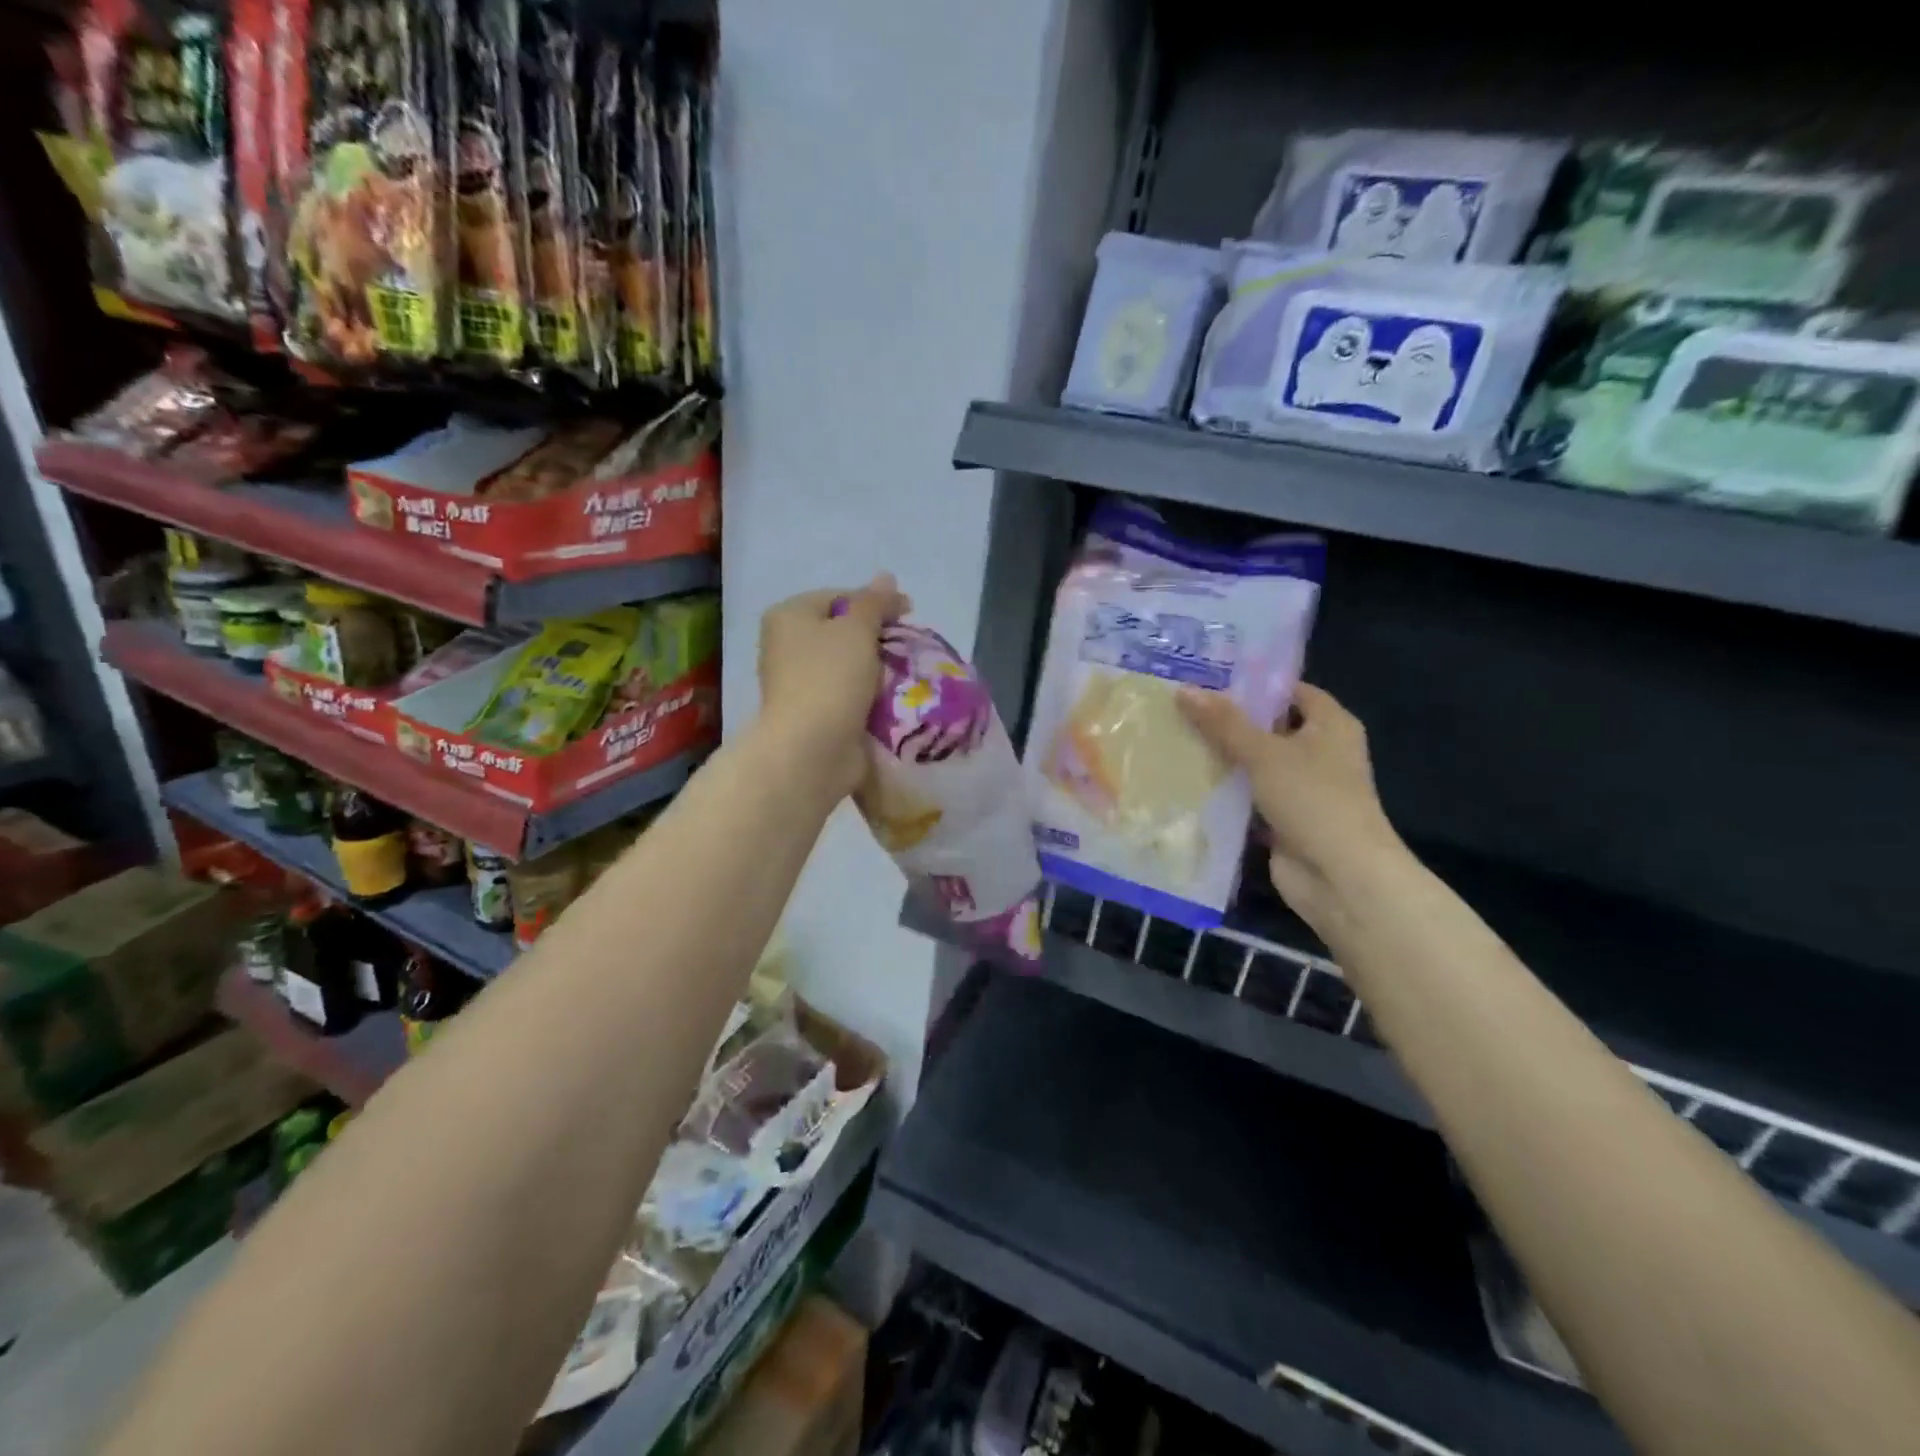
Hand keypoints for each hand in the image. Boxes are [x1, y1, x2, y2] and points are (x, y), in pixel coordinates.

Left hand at [757, 574, 910, 801]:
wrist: (812, 750)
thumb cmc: (830, 678)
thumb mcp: (857, 629)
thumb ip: (874, 602)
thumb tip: (886, 577)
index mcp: (789, 616)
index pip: (838, 596)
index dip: (875, 602)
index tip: (909, 614)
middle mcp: (787, 646)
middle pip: (842, 631)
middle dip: (877, 638)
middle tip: (909, 646)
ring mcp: (800, 683)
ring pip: (848, 666)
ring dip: (877, 669)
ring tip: (906, 674)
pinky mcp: (815, 714)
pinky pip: (849, 695)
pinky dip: (870, 696)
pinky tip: (894, 700)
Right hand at [1179, 683, 1403, 928]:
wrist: (1340, 876)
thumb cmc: (1312, 799)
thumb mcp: (1264, 752)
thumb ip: (1224, 723)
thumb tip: (1184, 690)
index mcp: (1330, 725)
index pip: (1290, 691)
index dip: (1253, 684)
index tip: (1208, 678)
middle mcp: (1320, 752)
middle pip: (1268, 727)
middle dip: (1228, 721)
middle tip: (1181, 706)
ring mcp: (1302, 788)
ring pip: (1255, 764)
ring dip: (1223, 758)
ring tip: (1174, 737)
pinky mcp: (1284, 819)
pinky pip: (1249, 797)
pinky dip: (1225, 792)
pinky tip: (1186, 780)